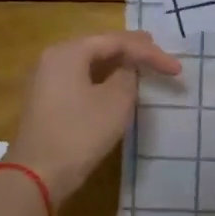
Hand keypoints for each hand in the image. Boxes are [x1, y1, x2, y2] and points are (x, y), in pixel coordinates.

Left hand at [4, 31, 181, 204]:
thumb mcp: (116, 101)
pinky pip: (81, 78)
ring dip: (118, 64)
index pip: (117, 41)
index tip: (176, 68)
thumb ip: (128, 76)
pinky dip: (103, 78)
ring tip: (143, 64)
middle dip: (132, 50)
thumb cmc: (80, 133)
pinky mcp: (48, 100)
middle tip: (158, 52)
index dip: (150, 52)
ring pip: (90, 62)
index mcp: (69, 52)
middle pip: (100, 46)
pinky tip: (118, 84)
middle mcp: (54, 58)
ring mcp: (47, 79)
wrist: (38, 174)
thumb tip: (128, 68)